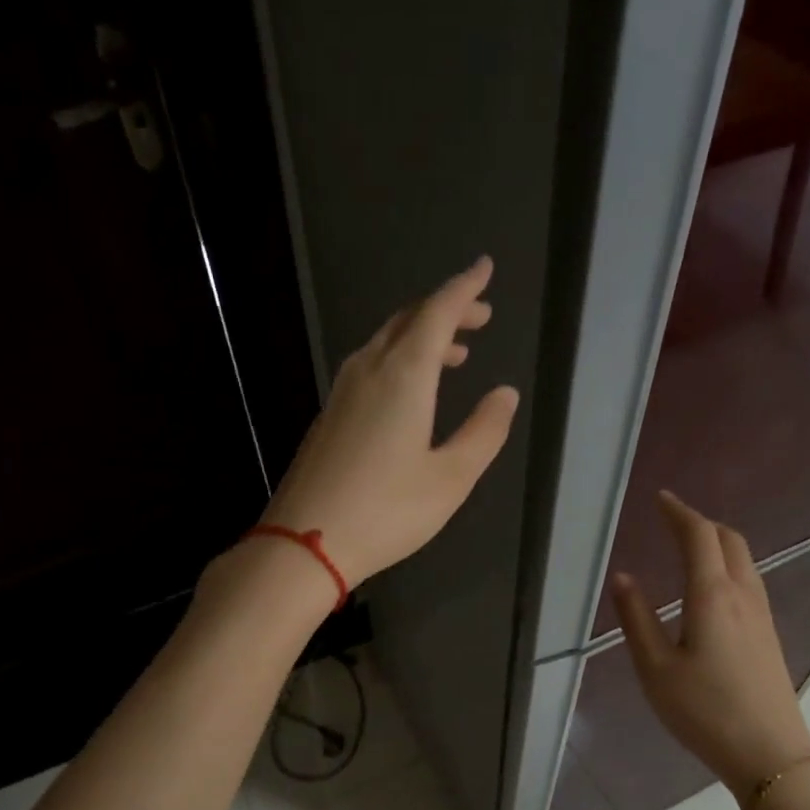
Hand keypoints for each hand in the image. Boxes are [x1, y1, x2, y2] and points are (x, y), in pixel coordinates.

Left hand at [258, 256, 517, 587]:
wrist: (305, 541)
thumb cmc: (387, 512)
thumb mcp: (450, 479)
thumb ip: (483, 432)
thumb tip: (504, 394)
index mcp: (404, 376)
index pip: (438, 313)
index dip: (464, 289)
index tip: (484, 268)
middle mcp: (369, 370)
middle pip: (409, 321)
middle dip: (445, 310)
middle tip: (478, 315)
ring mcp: (342, 391)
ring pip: (385, 343)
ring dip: (421, 336)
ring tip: (453, 353)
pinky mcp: (329, 415)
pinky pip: (369, 366)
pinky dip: (399, 360)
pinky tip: (409, 389)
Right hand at [611, 491, 809, 801]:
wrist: (769, 753)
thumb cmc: (704, 712)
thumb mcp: (655, 669)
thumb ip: (636, 620)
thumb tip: (623, 578)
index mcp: (712, 596)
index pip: (699, 537)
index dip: (679, 512)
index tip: (660, 499)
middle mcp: (743, 595)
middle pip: (729, 540)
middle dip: (701, 523)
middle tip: (672, 521)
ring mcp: (762, 615)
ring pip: (744, 560)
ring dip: (718, 543)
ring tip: (690, 547)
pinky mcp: (769, 634)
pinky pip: (749, 580)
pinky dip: (728, 565)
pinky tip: (712, 589)